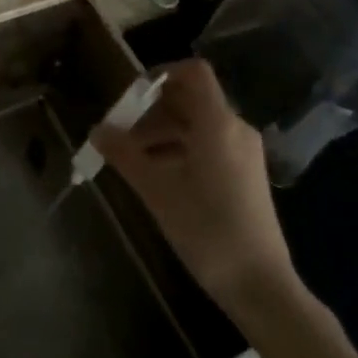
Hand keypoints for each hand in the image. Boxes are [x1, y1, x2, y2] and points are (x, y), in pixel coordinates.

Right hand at [90, 59, 297, 314]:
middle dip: (152, 110)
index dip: (161, 74)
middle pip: (191, 99)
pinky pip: (209, 144)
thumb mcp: (157, 191)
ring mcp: (244, 152)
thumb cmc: (206, 230)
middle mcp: (235, 128)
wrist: (259, 284)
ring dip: (163, 132)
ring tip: (132, 157)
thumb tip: (97, 130)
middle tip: (120, 132)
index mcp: (218, 123)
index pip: (193, 73)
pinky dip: (181, 148)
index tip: (130, 95)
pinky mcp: (246, 174)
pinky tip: (158, 175)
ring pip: (198, 124)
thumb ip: (125, 155)